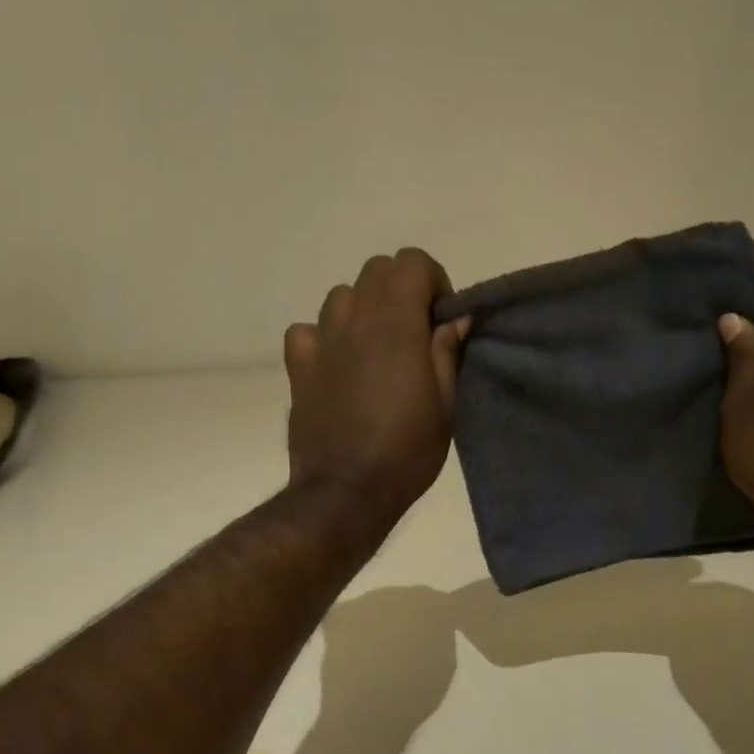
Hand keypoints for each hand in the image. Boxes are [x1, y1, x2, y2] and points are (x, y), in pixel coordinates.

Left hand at [284, 248, 470, 527]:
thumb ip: (447, 351)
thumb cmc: (406, 451)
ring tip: (375, 348)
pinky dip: (324, 336)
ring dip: (363, 309)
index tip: (440, 317)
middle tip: (414, 332)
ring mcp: (320, 341)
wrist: (346, 491)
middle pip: (375, 270)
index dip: (432, 280)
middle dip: (400, 289)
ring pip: (341, 296)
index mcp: (395, 324)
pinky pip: (307, 330)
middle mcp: (354, 320)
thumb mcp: (446, 404)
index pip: (410, 261)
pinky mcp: (297, 367)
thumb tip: (456, 317)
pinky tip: (336, 363)